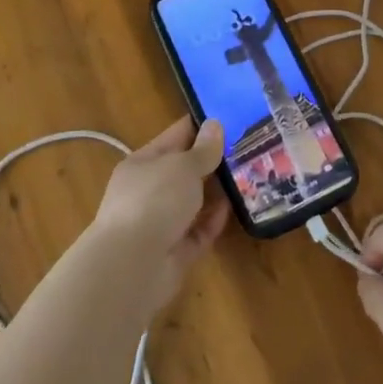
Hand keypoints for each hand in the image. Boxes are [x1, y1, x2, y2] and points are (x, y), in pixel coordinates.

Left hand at [90, 117, 231, 310]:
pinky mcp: (174, 251)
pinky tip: (235, 209)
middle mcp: (149, 190)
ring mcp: (160, 222)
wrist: (132, 267)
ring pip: (194, 202)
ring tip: (250, 176)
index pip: (176, 136)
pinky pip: (199, 231)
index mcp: (144, 163)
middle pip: (185, 170)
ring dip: (218, 192)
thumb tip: (215, 125)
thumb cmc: (154, 201)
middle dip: (214, 160)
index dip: (201, 126)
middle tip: (249, 148)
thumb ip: (203, 149)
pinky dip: (214, 221)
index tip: (232, 117)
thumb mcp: (183, 166)